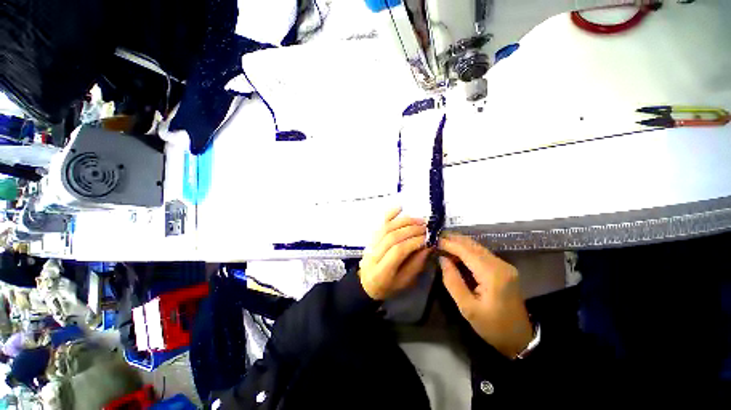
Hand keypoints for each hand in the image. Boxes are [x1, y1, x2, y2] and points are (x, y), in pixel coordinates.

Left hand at [358, 208, 431, 299]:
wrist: (367, 283)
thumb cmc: (388, 286)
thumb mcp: (405, 281)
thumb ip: (416, 263)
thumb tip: (428, 245)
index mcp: (381, 272)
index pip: (397, 251)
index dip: (413, 242)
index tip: (428, 238)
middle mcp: (373, 255)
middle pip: (392, 237)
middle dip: (411, 230)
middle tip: (427, 227)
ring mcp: (370, 244)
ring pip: (386, 228)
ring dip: (404, 221)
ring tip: (419, 220)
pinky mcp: (371, 237)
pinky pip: (379, 223)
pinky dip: (389, 214)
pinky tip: (400, 207)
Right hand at [438, 233, 532, 357]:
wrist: (519, 338)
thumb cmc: (492, 326)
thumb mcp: (467, 308)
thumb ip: (452, 281)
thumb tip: (442, 259)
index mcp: (492, 274)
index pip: (466, 251)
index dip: (448, 243)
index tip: (432, 239)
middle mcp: (500, 264)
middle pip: (472, 245)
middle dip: (453, 239)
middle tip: (435, 237)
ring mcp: (504, 265)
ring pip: (477, 246)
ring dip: (459, 243)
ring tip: (441, 243)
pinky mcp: (503, 268)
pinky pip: (481, 253)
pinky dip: (466, 250)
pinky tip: (455, 252)